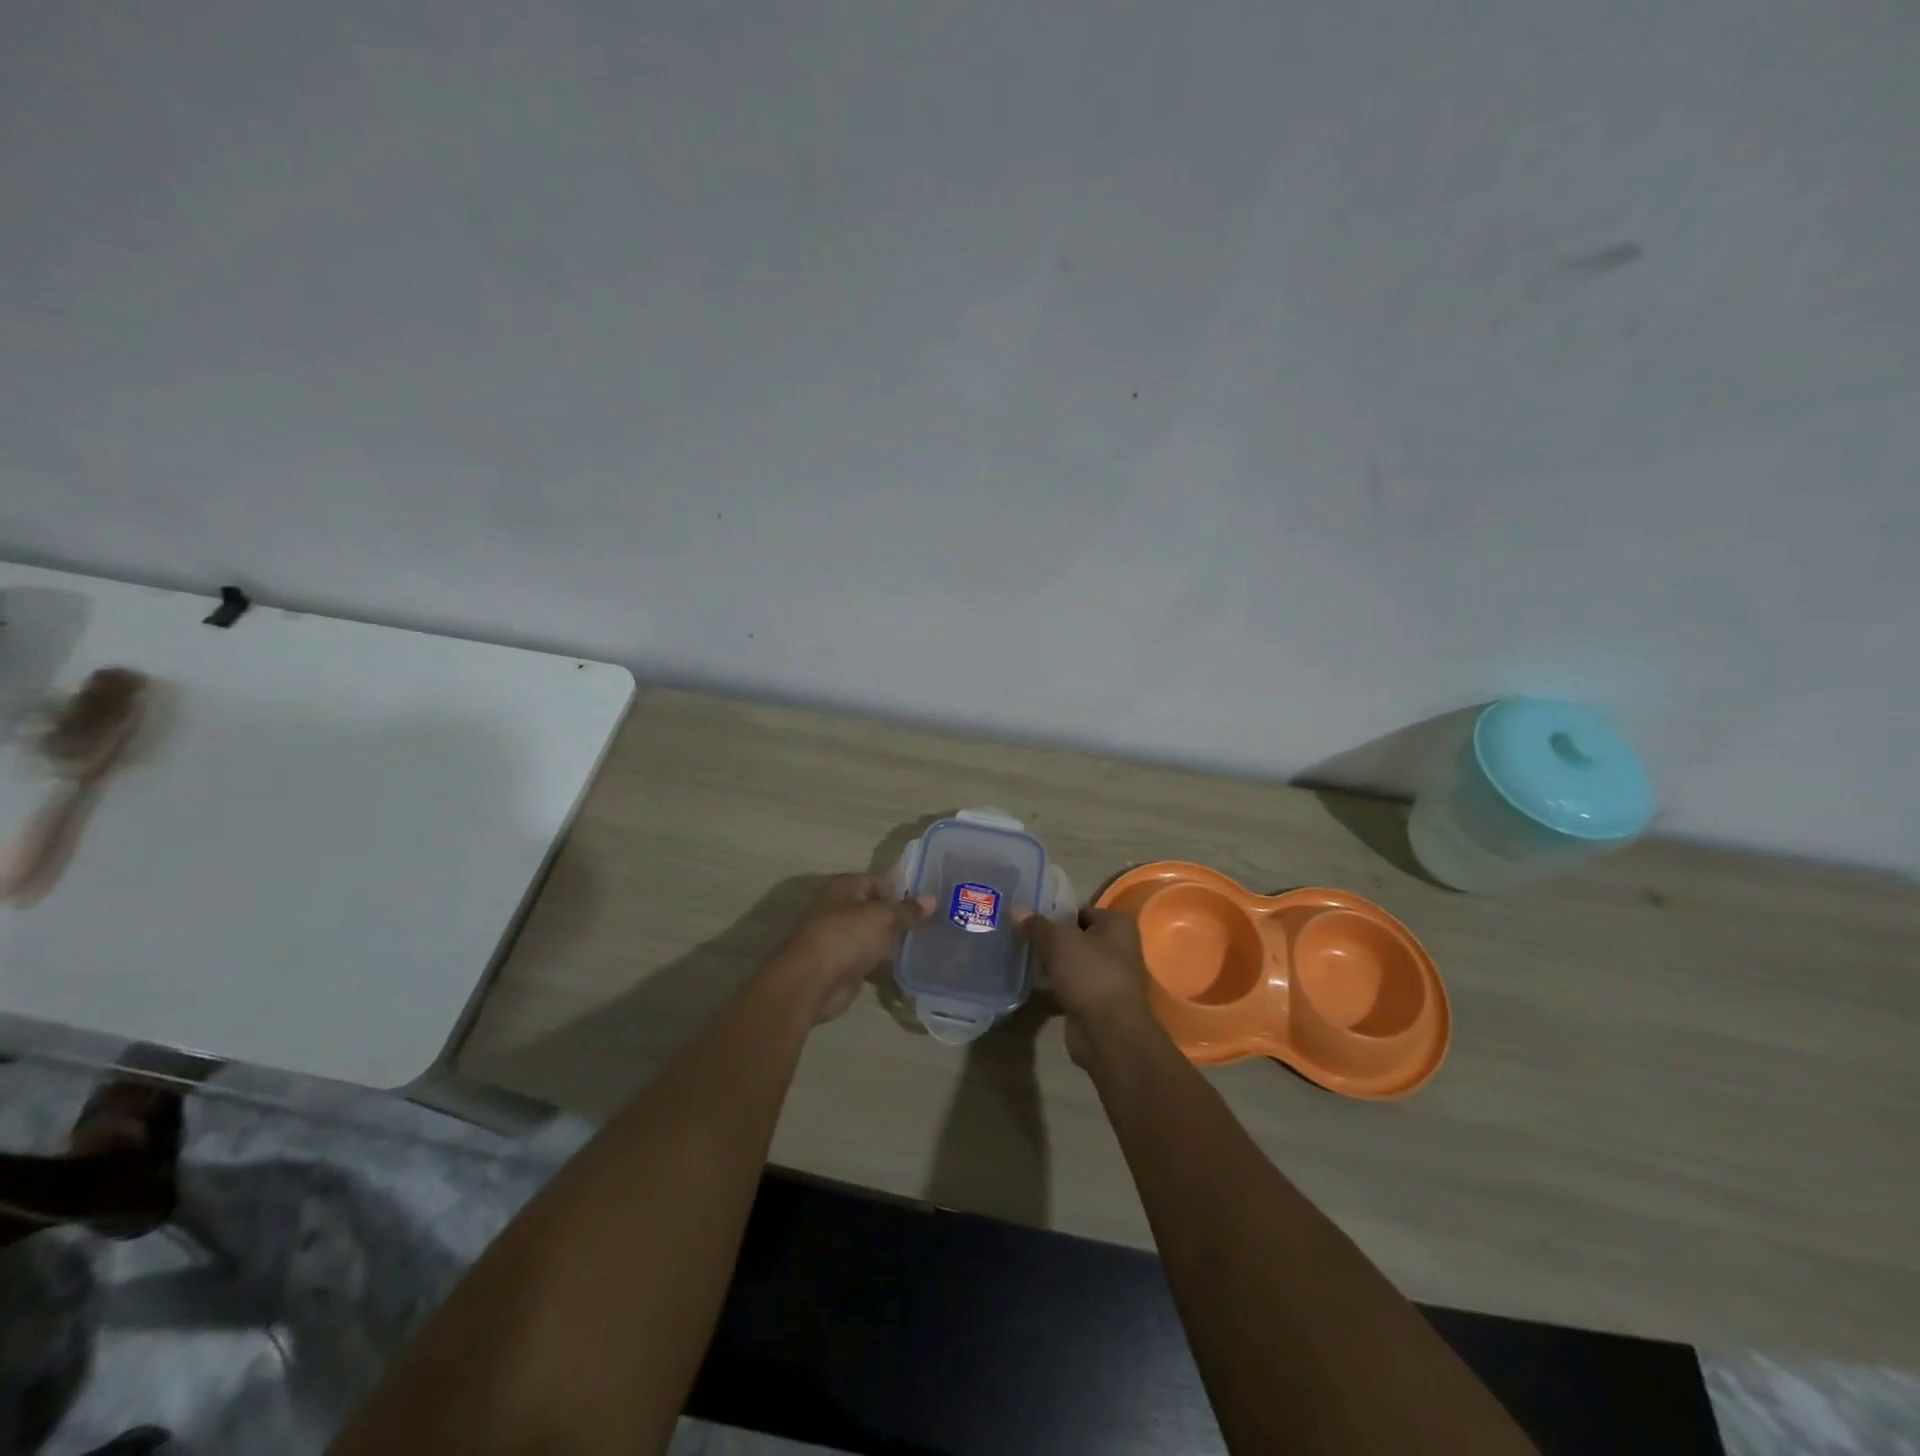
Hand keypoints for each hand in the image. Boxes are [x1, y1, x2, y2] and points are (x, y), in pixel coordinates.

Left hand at [768, 874, 932, 1023]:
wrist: (811, 982)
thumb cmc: (846, 937)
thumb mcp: (883, 917)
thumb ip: (908, 909)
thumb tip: (932, 899)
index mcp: (846, 886)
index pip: (881, 880)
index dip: (905, 888)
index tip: (931, 899)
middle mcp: (842, 907)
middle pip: (879, 907)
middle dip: (902, 914)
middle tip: (936, 920)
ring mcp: (842, 937)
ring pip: (876, 933)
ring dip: (895, 938)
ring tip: (929, 939)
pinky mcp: (845, 963)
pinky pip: (872, 956)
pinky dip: (886, 959)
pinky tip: (911, 961)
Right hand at [1017, 907, 1156, 1066]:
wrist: (1108, 1032)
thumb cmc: (1090, 973)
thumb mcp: (1058, 941)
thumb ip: (1036, 925)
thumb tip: (1015, 908)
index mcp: (1117, 924)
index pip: (1081, 910)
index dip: (1056, 911)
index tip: (1029, 916)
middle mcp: (1118, 947)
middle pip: (1077, 936)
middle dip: (1051, 937)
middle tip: (1021, 934)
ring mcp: (1108, 976)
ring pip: (1073, 962)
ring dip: (1052, 962)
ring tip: (1022, 955)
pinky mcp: (1096, 1001)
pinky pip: (1071, 984)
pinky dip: (1056, 983)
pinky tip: (1033, 980)